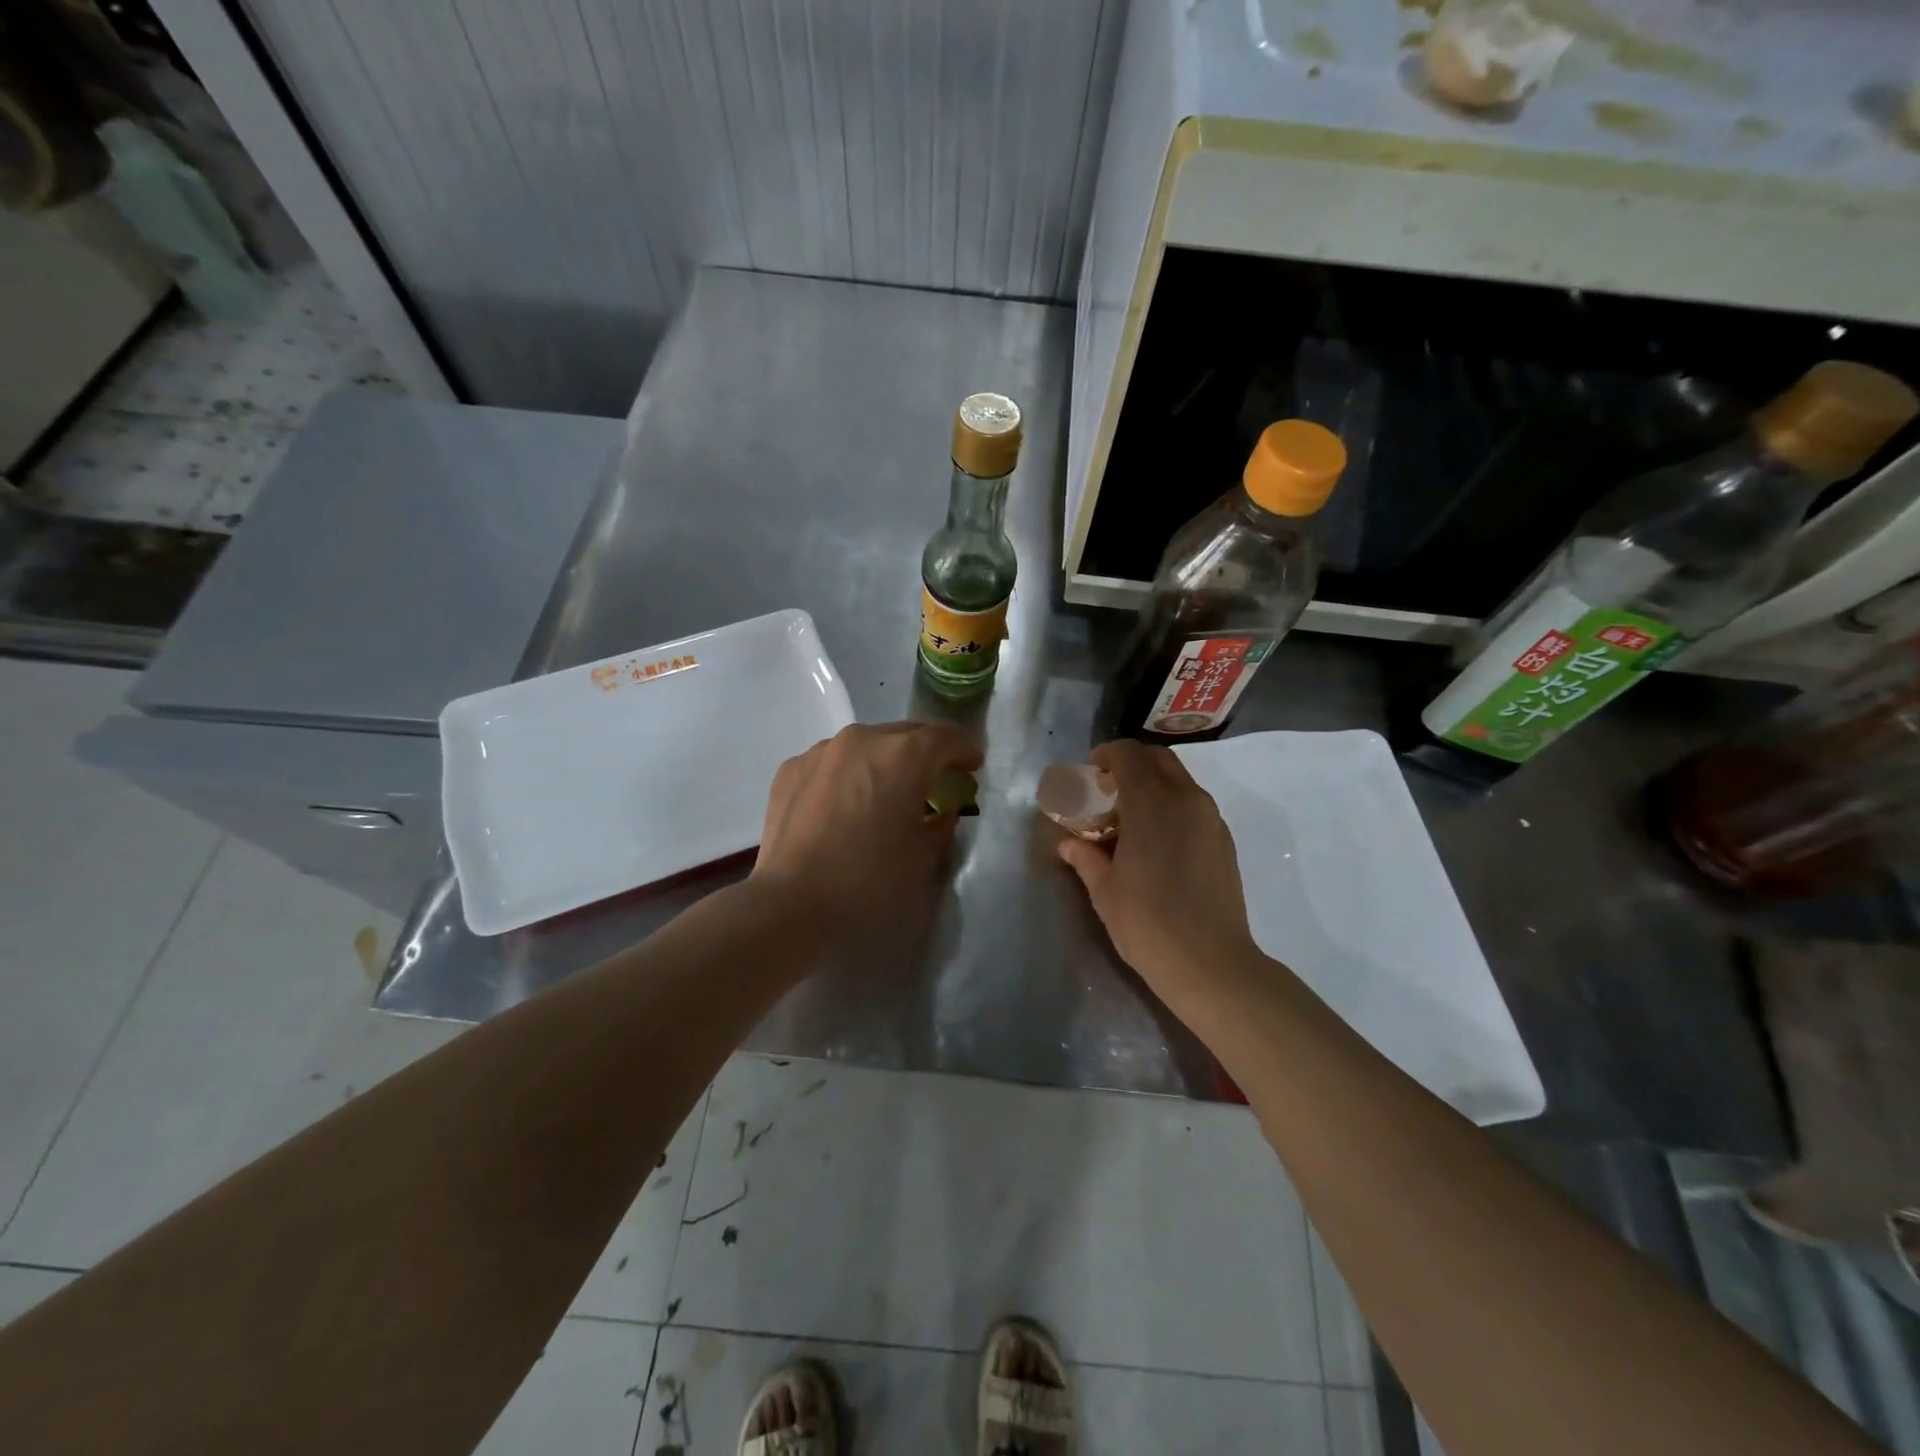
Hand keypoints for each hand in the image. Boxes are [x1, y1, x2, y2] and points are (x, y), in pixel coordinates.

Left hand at [751, 721, 981, 940]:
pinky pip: (831, 763)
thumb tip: (939, 814)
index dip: (964, 750)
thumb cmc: (869, 883)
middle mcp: (861, 740)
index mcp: (902, 756)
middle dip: (924, 753)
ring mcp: (820, 752)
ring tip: (885, 793)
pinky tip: (845, 806)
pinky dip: (847, 775)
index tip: (972, 766)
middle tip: (934, 780)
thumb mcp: (923, 859)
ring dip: (882, 762)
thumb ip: (940, 826)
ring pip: (864, 745)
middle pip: (904, 734)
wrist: (791, 907)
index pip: (944, 738)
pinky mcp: (790, 770)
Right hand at [1056, 740, 1263, 1018]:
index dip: (1107, 755)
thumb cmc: (1148, 924)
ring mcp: (1210, 819)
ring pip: (1180, 780)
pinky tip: (1157, 838)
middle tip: (1108, 788)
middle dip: (1132, 763)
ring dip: (1153, 783)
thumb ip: (1086, 858)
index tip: (1091, 771)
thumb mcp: (1105, 892)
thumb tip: (1069, 844)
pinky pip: (1194, 804)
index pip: (1129, 755)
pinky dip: (1172, 804)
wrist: (1211, 964)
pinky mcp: (1224, 840)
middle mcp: (1186, 800)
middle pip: (1159, 759)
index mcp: (1151, 804)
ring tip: (1130, 815)